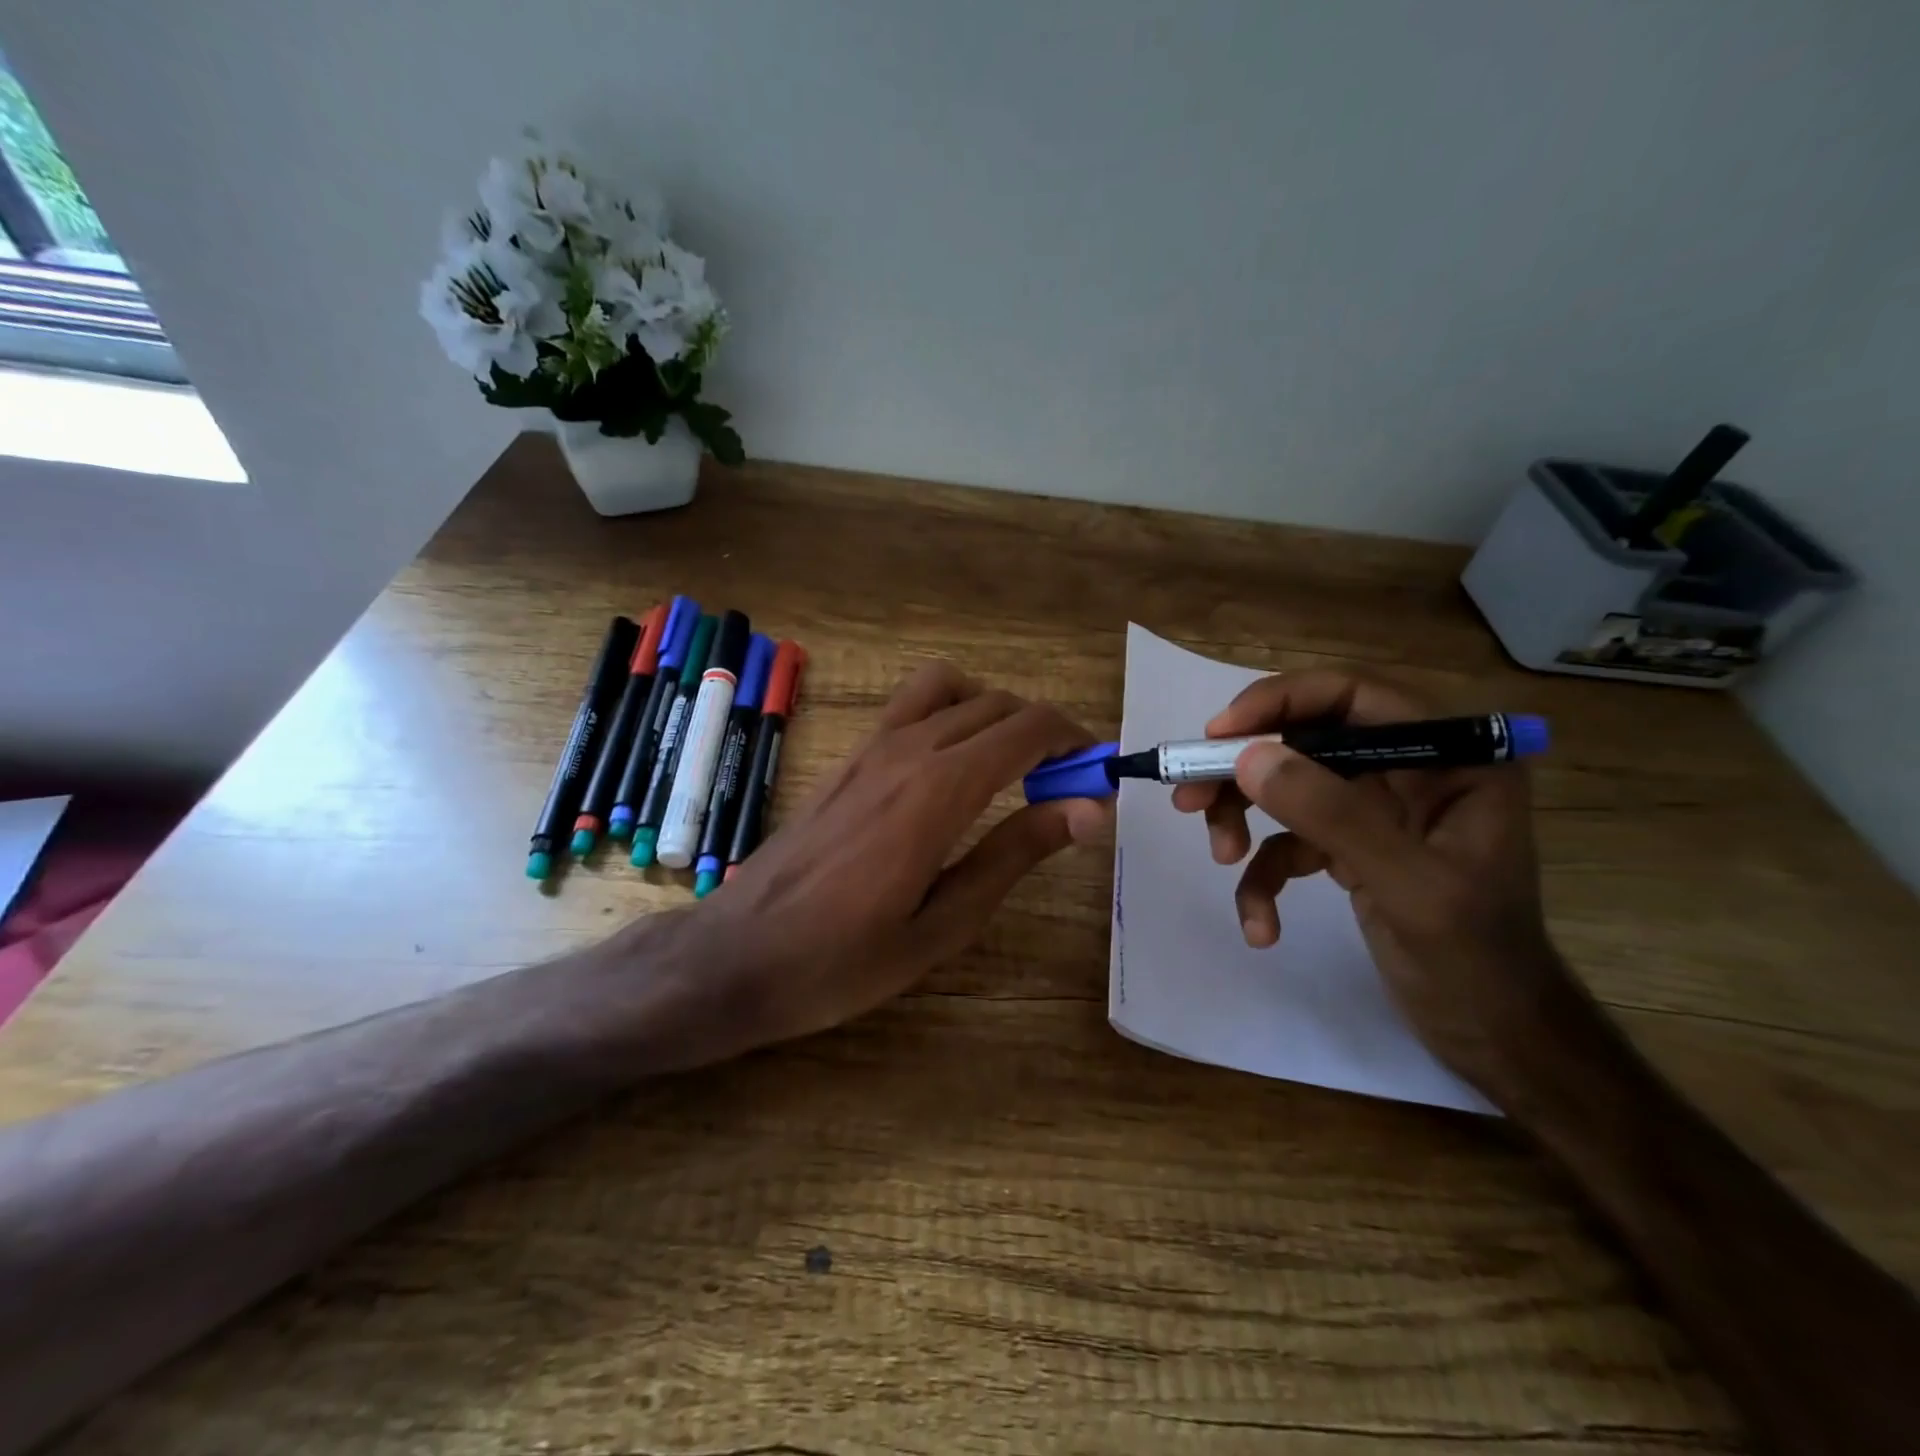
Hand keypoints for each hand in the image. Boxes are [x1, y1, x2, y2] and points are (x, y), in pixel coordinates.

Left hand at [674, 662, 1112, 1060]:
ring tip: (1007, 766)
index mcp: (938, 790)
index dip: (1074, 739)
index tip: (1096, 773)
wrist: (737, 956)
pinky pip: (910, 705)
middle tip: (1063, 784)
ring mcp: (870, 747)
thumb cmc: (844, 960)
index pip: (1026, 727)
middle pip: (996, 703)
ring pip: (950, 688)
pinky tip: (951, 767)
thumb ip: (1016, 853)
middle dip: (1043, 730)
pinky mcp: (848, 757)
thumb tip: (1088, 807)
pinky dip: (950, 712)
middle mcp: (907, 749)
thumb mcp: (944, 923)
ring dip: (993, 711)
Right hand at [1173, 669, 1584, 1100]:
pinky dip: (1265, 879)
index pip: (1354, 696)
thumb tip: (1248, 757)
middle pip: (1305, 741)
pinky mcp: (1350, 847)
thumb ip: (1332, 814)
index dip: (1281, 701)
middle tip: (1190, 796)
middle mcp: (1411, 770)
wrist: (1494, 1037)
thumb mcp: (1408, 885)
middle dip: (1245, 771)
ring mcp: (1377, 810)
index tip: (1218, 733)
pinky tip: (1262, 926)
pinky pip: (1289, 843)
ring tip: (1222, 857)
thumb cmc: (1476, 961)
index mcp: (1450, 758)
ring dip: (1244, 821)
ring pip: (1288, 788)